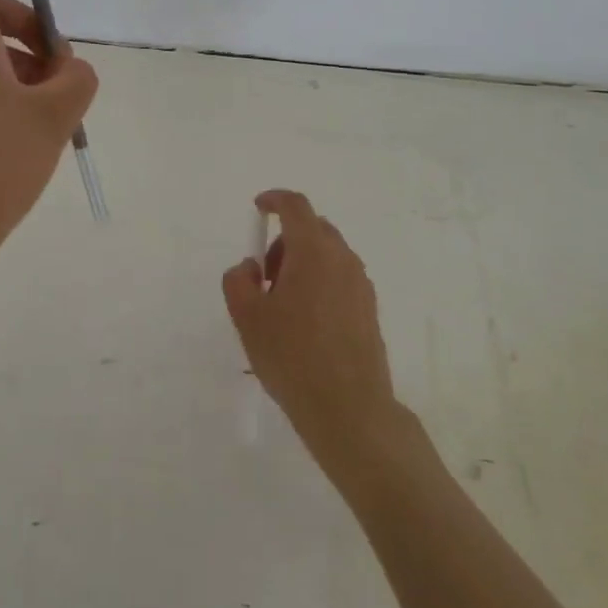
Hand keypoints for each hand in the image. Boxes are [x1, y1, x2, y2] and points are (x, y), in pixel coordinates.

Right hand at [222, 191, 408, 477]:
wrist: (348, 407)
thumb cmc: (291, 356)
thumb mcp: (247, 318)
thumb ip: (238, 281)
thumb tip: (250, 267)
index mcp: (313, 252)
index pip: (296, 207)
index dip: (275, 200)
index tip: (258, 208)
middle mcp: (343, 259)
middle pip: (313, 229)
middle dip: (284, 241)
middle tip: (264, 277)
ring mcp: (361, 284)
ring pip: (328, 255)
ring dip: (302, 263)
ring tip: (282, 305)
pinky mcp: (369, 309)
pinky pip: (340, 279)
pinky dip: (319, 282)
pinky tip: (305, 323)